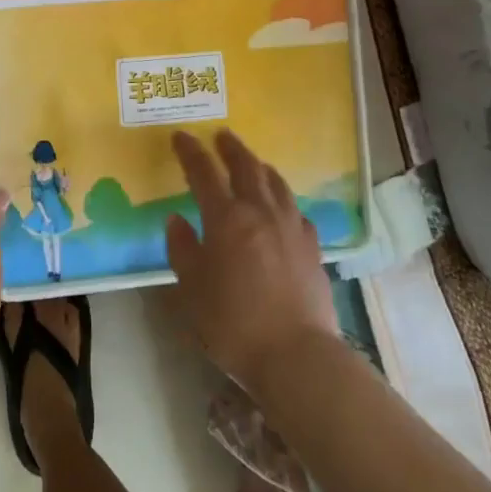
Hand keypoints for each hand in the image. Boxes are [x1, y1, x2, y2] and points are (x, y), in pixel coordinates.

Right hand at [166, 131, 340, 390]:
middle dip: (231, 148)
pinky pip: (296, 210)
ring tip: (252, 162)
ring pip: (277, 183)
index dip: (190, 152)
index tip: (181, 137)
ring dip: (260, 167)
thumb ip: (182, 249)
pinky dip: (283, 199)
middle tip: (221, 136)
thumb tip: (177, 220)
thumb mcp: (192, 288)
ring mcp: (292, 228)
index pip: (204, 172)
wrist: (297, 356)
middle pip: (247, 167)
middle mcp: (261, 212)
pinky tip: (282, 207)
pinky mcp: (313, 248)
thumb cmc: (233, 322)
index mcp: (227, 218)